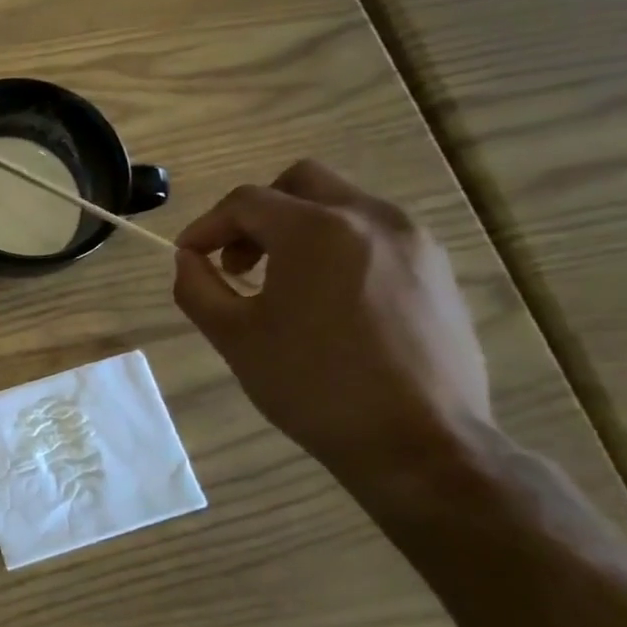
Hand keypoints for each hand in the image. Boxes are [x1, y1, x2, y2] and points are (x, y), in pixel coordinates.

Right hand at [171, 160, 491, 485]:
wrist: (418, 443)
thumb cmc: (312, 386)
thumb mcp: (234, 337)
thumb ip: (197, 287)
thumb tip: (188, 260)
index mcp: (316, 230)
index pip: (245, 202)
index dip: (206, 226)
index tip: (189, 257)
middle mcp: (370, 219)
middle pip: (300, 183)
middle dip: (257, 213)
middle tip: (238, 260)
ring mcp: (414, 241)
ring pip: (341, 205)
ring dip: (298, 228)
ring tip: (281, 283)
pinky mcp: (437, 270)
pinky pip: (374, 235)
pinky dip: (337, 247)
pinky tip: (327, 300)